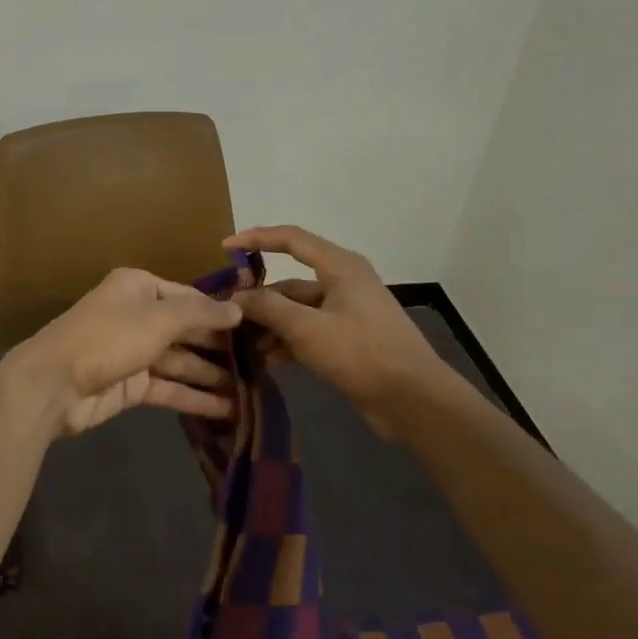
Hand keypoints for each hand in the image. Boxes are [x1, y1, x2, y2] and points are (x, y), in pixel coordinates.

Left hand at [1, 268, 241, 437]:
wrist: (53, 385)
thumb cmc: (107, 338)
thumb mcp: (158, 319)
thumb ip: (200, 314)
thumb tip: (238, 310)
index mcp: (138, 288)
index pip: (189, 297)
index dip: (221, 313)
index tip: (258, 327)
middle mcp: (137, 316)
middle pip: (187, 330)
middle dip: (220, 347)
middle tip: (264, 362)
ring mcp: (133, 352)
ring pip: (180, 362)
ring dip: (213, 375)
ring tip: (254, 389)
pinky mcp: (130, 386)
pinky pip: (169, 388)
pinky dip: (195, 397)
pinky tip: (229, 409)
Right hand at [224, 226, 452, 440]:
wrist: (412, 399)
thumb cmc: (361, 353)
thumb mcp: (307, 328)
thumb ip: (268, 308)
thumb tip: (235, 297)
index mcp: (340, 267)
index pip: (292, 239)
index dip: (257, 239)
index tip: (225, 248)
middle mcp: (342, 284)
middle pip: (289, 282)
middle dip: (258, 298)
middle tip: (225, 314)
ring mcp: (345, 314)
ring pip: (295, 311)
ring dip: (269, 325)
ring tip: (239, 344)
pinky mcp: (346, 341)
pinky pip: (307, 333)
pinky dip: (285, 342)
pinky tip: (264, 360)